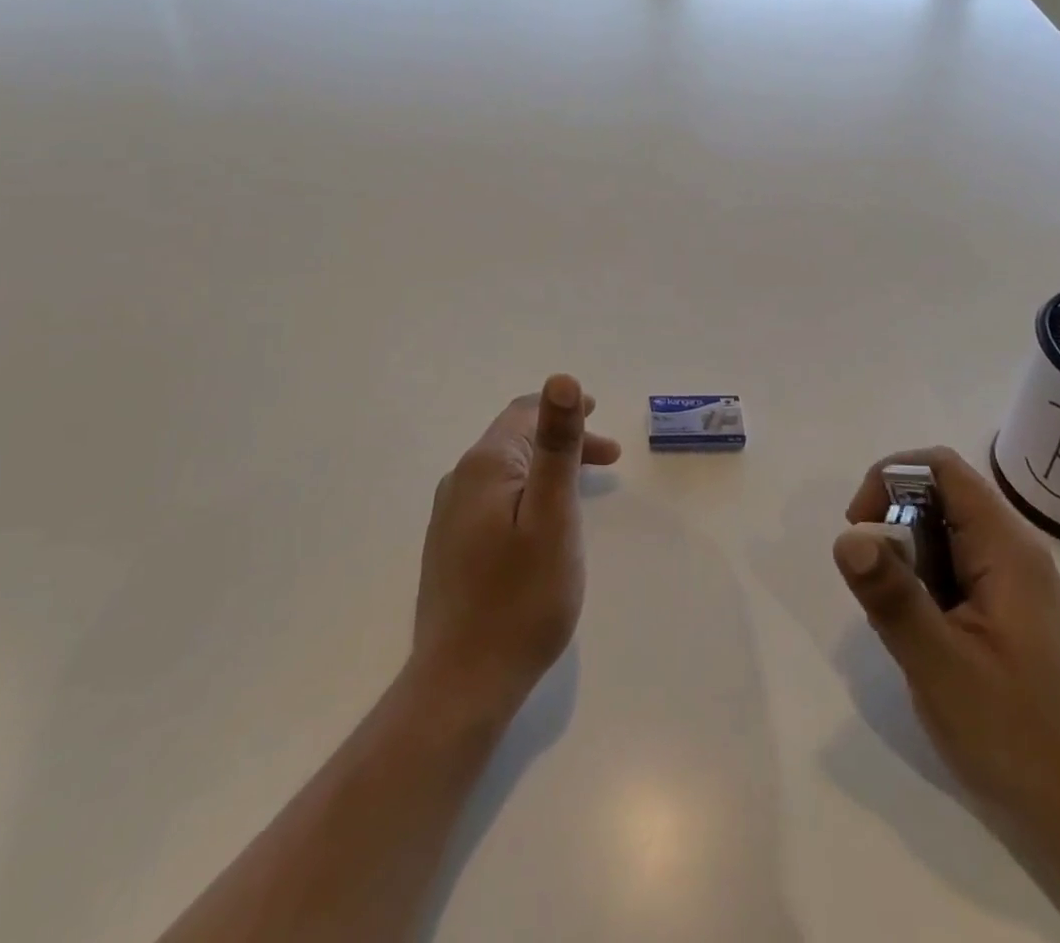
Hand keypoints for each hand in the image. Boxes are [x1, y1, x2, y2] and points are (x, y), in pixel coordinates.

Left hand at [409, 374, 620, 727]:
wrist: (461, 682)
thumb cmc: (521, 597)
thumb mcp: (553, 515)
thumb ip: (557, 445)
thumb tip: (561, 378)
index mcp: (485, 465)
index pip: (524, 413)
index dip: (563, 409)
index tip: (600, 415)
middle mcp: (460, 480)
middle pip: (515, 440)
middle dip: (563, 440)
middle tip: (609, 458)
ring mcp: (450, 515)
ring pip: (507, 471)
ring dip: (547, 468)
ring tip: (584, 487)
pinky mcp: (450, 546)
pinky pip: (495, 499)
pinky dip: (528, 493)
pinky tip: (543, 522)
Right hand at [834, 449, 1059, 868]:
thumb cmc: (1014, 737)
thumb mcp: (942, 666)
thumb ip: (893, 596)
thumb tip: (846, 536)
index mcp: (1007, 549)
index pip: (940, 467)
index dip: (889, 480)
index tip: (861, 531)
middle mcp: (1011, 550)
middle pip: (936, 494)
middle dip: (892, 525)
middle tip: (876, 587)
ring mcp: (1009, 580)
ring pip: (936, 531)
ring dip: (902, 559)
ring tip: (899, 621)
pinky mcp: (1001, 607)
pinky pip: (946, 565)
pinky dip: (918, 583)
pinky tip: (918, 634)